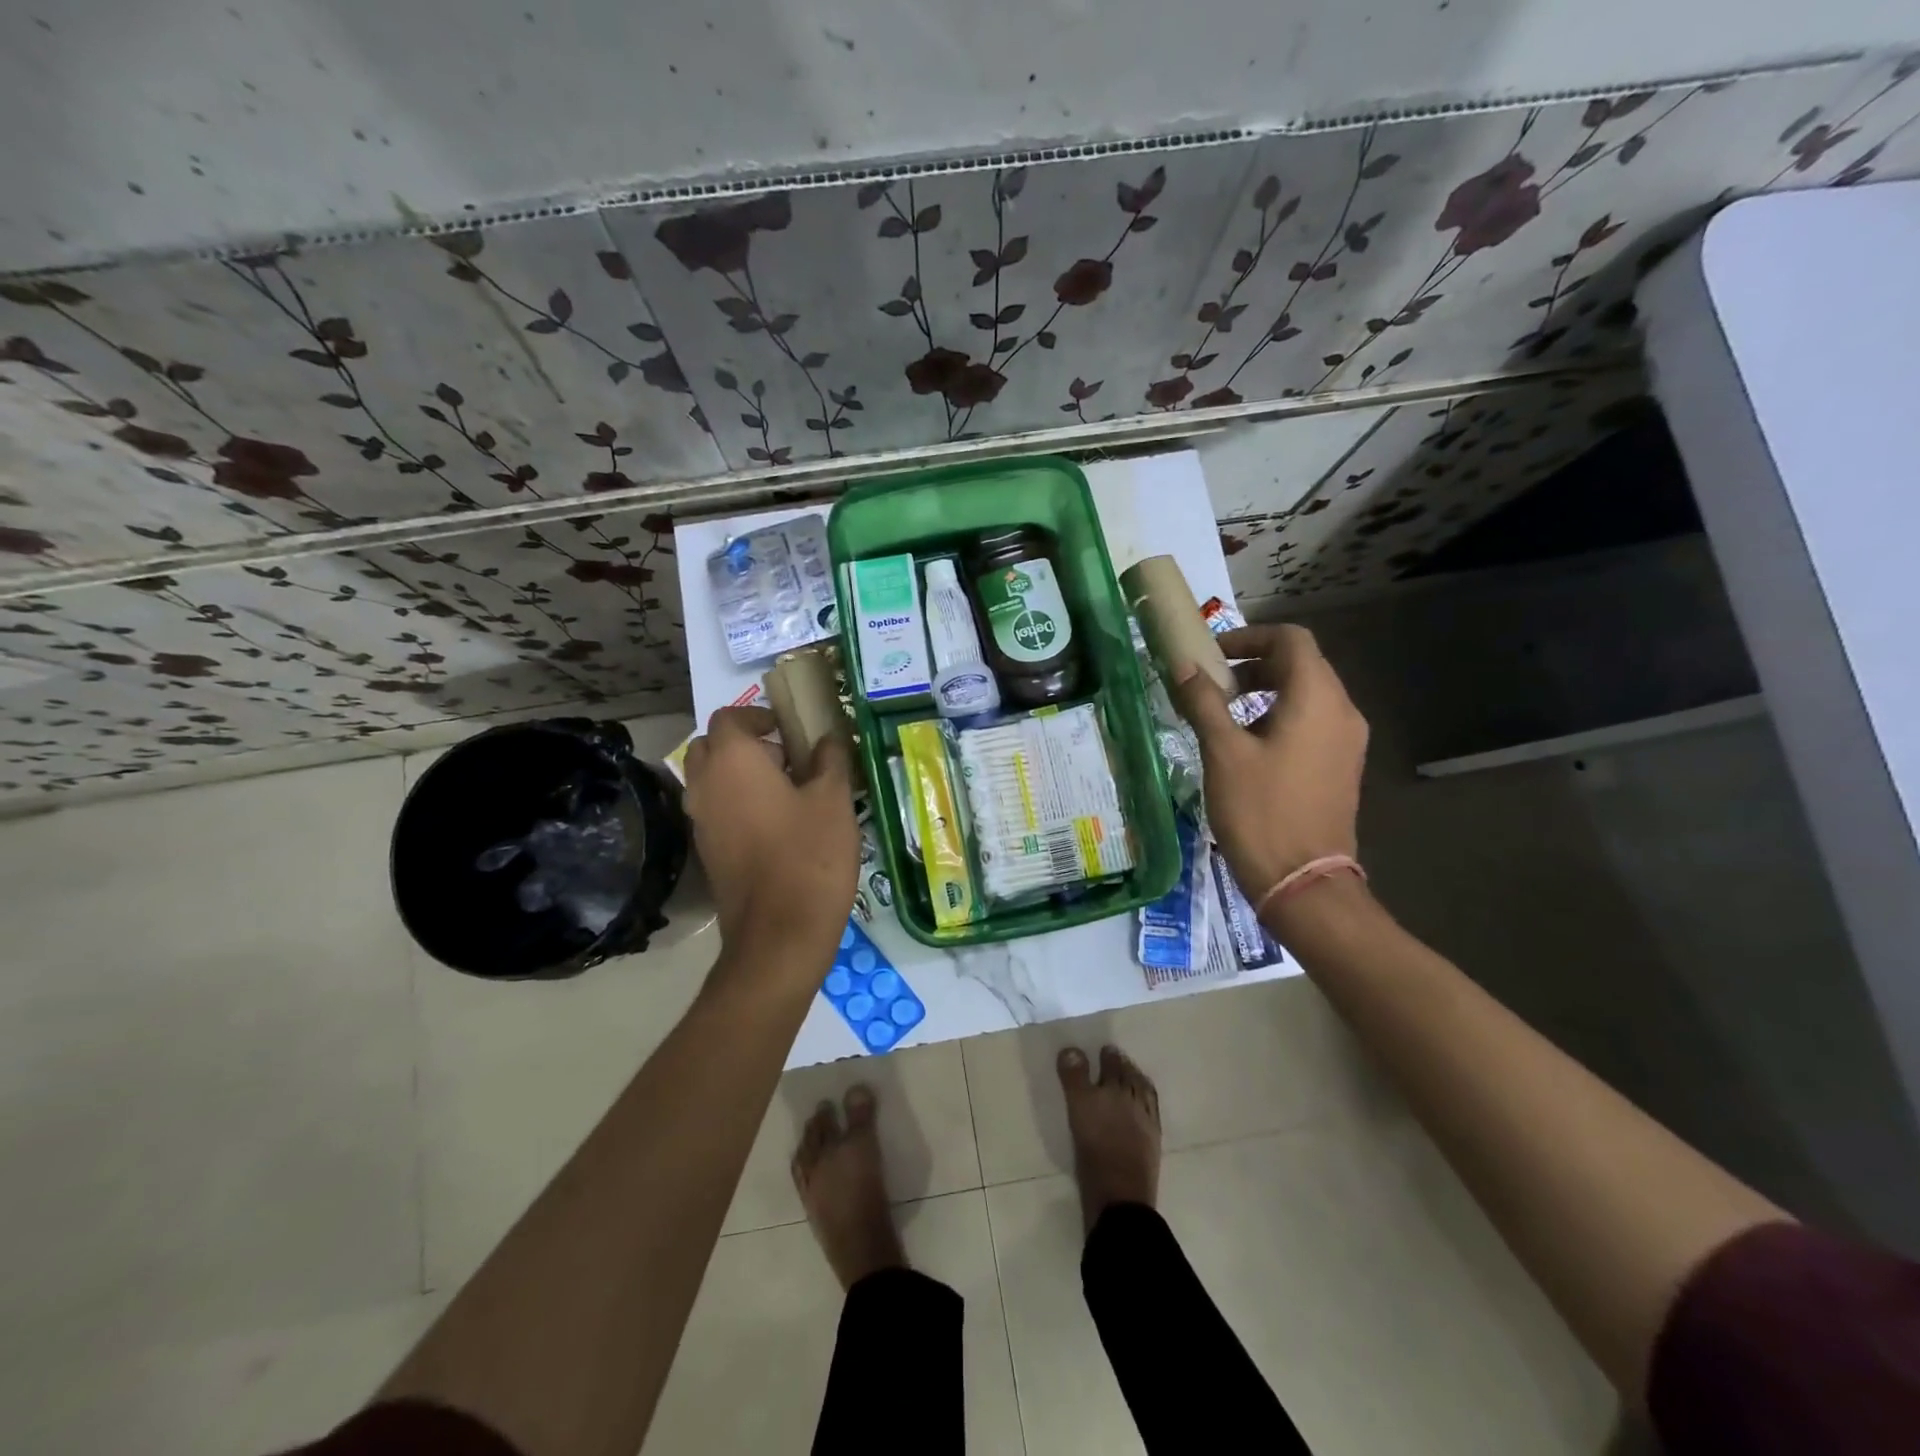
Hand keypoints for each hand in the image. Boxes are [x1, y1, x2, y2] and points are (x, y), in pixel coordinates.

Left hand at [682, 706, 859, 958]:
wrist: (779, 934)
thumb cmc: (810, 856)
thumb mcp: (833, 799)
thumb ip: (830, 759)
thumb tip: (827, 738)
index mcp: (733, 761)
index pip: (729, 717)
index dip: (758, 716)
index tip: (789, 729)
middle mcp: (706, 785)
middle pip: (711, 747)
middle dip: (744, 744)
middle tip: (786, 759)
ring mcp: (701, 821)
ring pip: (711, 780)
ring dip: (740, 775)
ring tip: (787, 793)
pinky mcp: (707, 851)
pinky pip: (716, 810)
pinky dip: (737, 804)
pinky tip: (777, 826)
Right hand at [1168, 623, 1368, 905]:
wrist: (1303, 882)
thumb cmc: (1260, 811)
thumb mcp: (1223, 753)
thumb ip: (1203, 702)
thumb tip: (1183, 667)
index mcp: (1317, 698)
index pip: (1291, 639)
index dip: (1249, 637)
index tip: (1212, 655)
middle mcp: (1342, 711)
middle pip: (1301, 664)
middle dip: (1254, 665)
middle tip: (1212, 684)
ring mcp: (1347, 741)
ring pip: (1307, 694)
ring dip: (1265, 691)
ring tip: (1222, 714)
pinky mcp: (1341, 765)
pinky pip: (1312, 722)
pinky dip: (1279, 716)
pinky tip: (1247, 745)